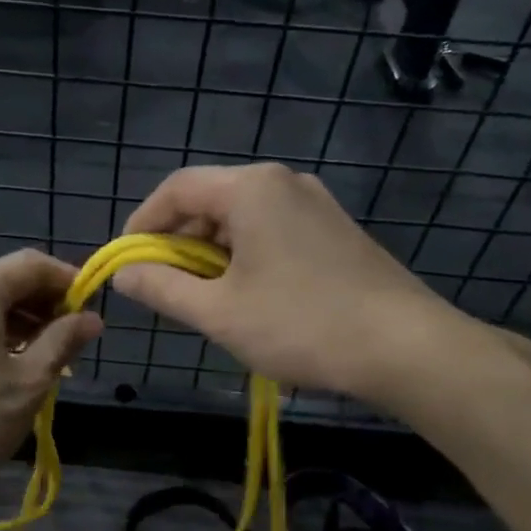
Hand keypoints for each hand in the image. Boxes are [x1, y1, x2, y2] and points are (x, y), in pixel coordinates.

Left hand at [0, 250, 102, 504]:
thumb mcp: (28, 383)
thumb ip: (62, 343)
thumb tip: (91, 318)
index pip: (32, 264)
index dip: (68, 280)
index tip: (93, 309)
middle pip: (7, 280)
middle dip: (45, 302)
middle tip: (74, 337)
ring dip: (22, 321)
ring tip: (49, 355)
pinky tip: (11, 366)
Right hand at [112, 164, 481, 399]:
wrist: (406, 347)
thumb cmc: (302, 325)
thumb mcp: (219, 312)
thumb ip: (163, 288)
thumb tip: (124, 274)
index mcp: (251, 189)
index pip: (176, 189)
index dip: (142, 224)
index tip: (127, 262)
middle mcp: (284, 183)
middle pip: (210, 201)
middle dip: (178, 242)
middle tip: (165, 287)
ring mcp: (316, 204)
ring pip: (242, 218)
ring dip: (211, 253)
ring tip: (204, 299)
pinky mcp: (335, 230)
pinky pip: (273, 231)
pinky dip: (246, 256)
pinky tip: (249, 296)